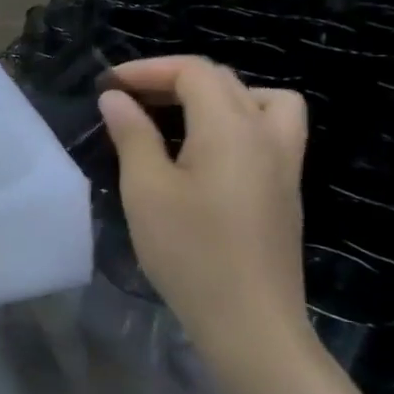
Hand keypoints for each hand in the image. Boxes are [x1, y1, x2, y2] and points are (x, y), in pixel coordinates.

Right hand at [97, 57, 308, 365]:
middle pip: (225, 81)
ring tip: (178, 118)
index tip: (109, 87)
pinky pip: (268, 131)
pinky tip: (202, 155)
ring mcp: (284, 164)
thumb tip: (117, 99)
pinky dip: (235, 122)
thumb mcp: (146, 189)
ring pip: (262, 101)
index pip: (194, 71)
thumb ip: (133, 135)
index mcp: (232, 128)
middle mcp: (267, 135)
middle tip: (129, 99)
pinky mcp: (285, 191)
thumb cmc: (190, 252)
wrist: (250, 323)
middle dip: (173, 79)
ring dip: (217, 96)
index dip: (148, 69)